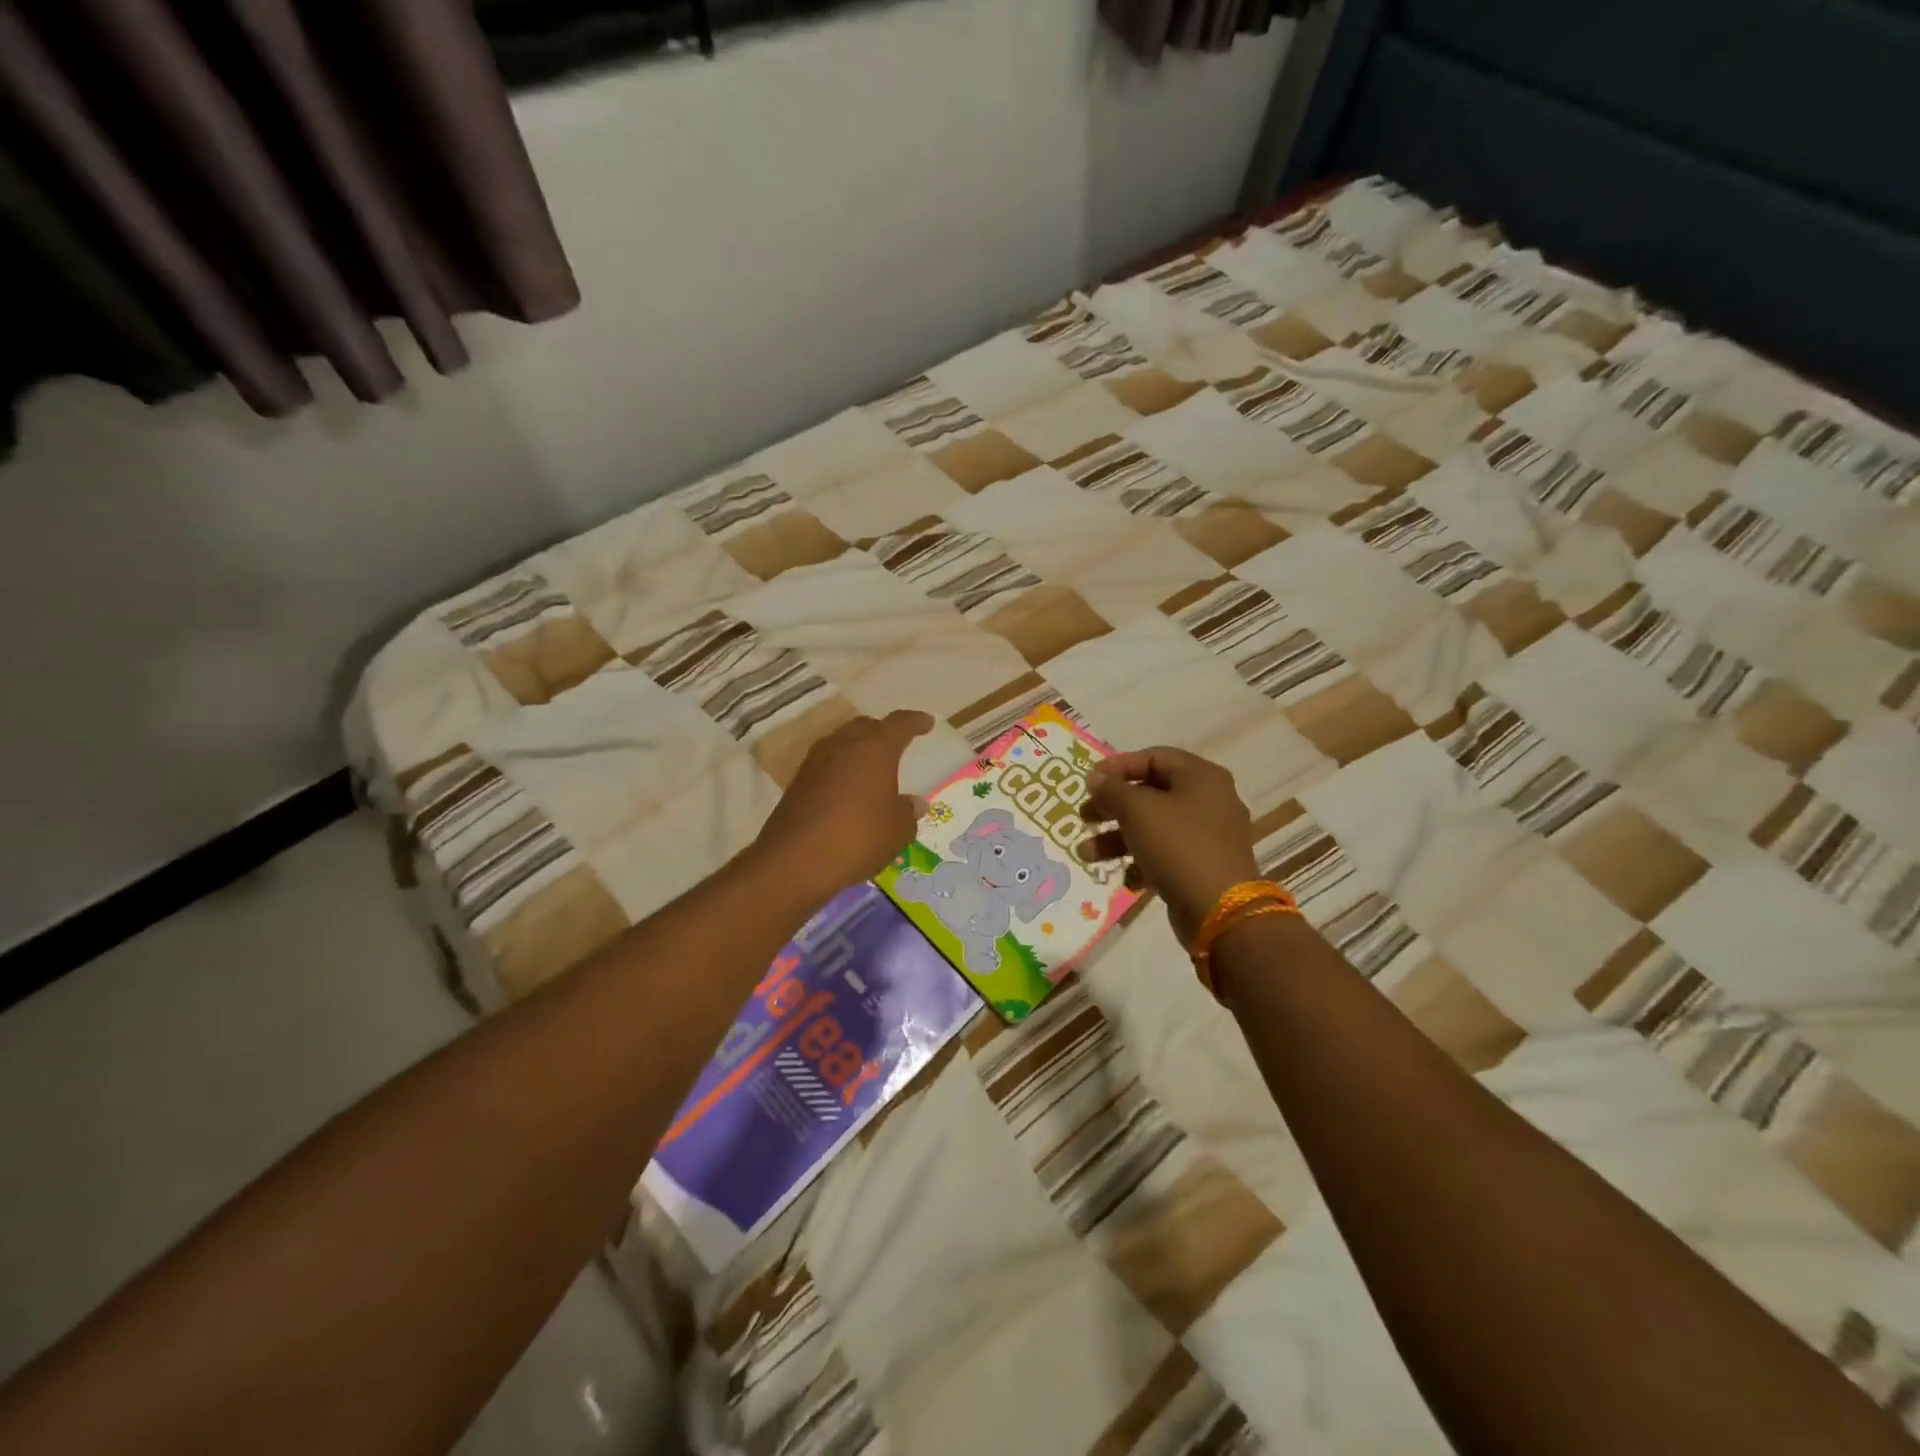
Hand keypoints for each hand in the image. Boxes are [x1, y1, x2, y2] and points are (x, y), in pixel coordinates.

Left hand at [753, 710, 932, 900]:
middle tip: (897, 743)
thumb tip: (914, 803)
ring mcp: (815, 763)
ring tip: (872, 767)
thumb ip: (908, 813)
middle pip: (865, 726)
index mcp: (874, 749)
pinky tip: (849, 789)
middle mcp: (843, 746)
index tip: (926, 723)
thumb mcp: (897, 831)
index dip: (915, 722)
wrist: (793, 861)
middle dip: (883, 731)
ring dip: (859, 749)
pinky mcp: (798, 783)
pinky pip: (827, 765)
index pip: (899, 724)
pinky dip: (842, 770)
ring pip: (842, 743)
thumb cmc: (857, 838)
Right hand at [1079, 746, 1258, 946]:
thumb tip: (1097, 779)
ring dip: (1117, 838)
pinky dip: (1141, 861)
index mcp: (1201, 777)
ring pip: (1154, 827)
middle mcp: (1209, 800)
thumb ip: (1112, 790)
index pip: (1154, 757)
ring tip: (1086, 854)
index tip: (1089, 782)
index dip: (1118, 766)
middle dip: (1113, 806)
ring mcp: (1208, 836)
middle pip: (1151, 793)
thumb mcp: (1138, 810)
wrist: (1220, 910)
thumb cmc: (1178, 846)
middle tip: (1085, 816)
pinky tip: (1126, 878)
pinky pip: (1165, 854)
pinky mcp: (1202, 866)